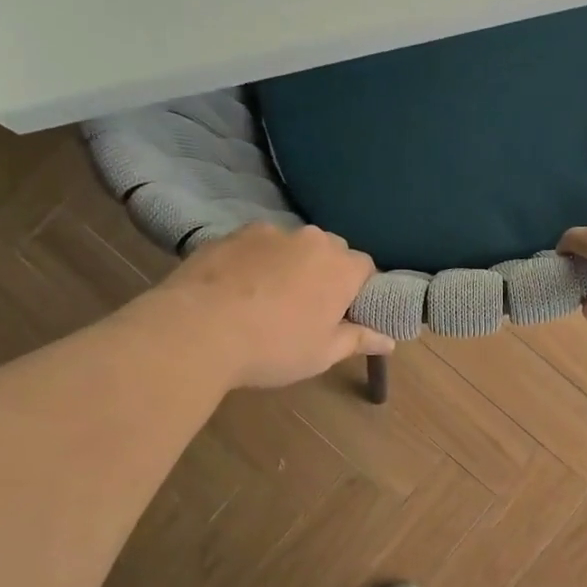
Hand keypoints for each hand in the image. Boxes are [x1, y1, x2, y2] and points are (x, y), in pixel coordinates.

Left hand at [147, 223, 393, 389]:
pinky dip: (254, 262)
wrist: (197, 331)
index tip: (345, 313)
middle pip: (330, 250)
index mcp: (342, 267)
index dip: (358, 289)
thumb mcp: (323, 353)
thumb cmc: (274, 347)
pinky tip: (237, 290)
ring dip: (289, 264)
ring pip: (291, 245)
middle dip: (325, 272)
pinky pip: (255, 246)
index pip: (366, 267)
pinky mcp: (230, 234)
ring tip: (267, 297)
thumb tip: (390, 341)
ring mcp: (268, 232)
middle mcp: (311, 240)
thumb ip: (359, 340)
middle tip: (308, 307)